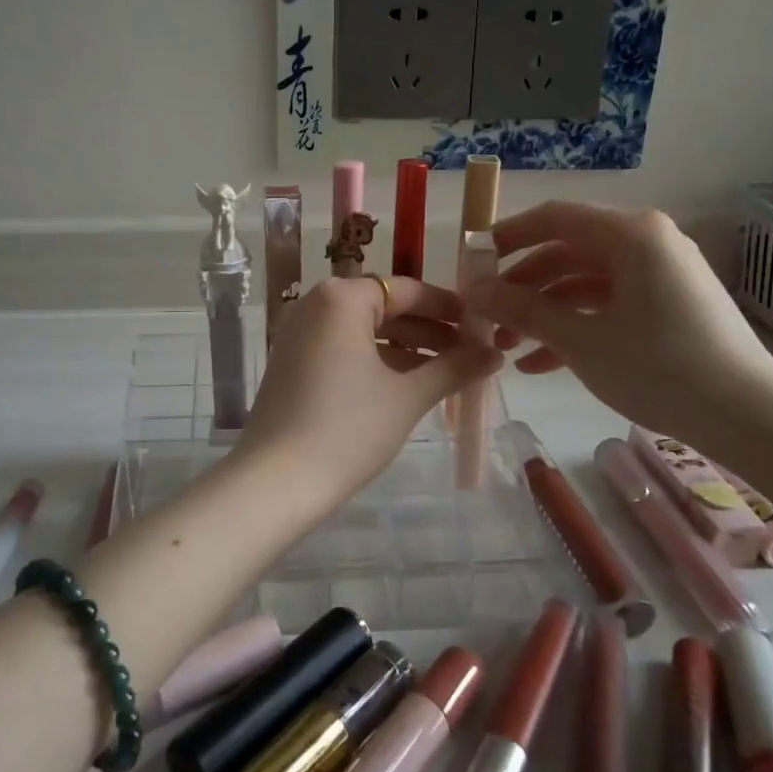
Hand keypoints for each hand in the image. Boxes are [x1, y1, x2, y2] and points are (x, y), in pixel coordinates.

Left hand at [240, 275, 501, 512]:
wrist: (278, 481)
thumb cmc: (349, 429)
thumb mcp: (407, 396)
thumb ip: (453, 368)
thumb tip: (494, 354)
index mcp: (341, 298)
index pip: (406, 290)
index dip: (447, 307)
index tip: (480, 324)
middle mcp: (315, 304)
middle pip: (384, 308)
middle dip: (428, 330)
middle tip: (470, 351)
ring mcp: (298, 333)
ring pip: (363, 330)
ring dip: (405, 347)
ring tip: (447, 371)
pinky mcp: (291, 361)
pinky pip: (343, 347)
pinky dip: (376, 359)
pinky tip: (407, 383)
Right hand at [464, 202, 772, 450]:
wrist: (750, 417)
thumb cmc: (659, 368)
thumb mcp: (581, 340)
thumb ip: (522, 310)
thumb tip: (474, 291)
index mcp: (630, 234)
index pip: (553, 217)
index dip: (506, 237)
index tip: (472, 263)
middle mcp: (647, 242)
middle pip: (566, 251)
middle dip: (521, 286)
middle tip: (485, 315)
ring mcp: (660, 274)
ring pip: (584, 282)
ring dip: (543, 312)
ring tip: (505, 349)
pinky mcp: (669, 304)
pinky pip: (609, 303)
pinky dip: (575, 326)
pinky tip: (539, 365)